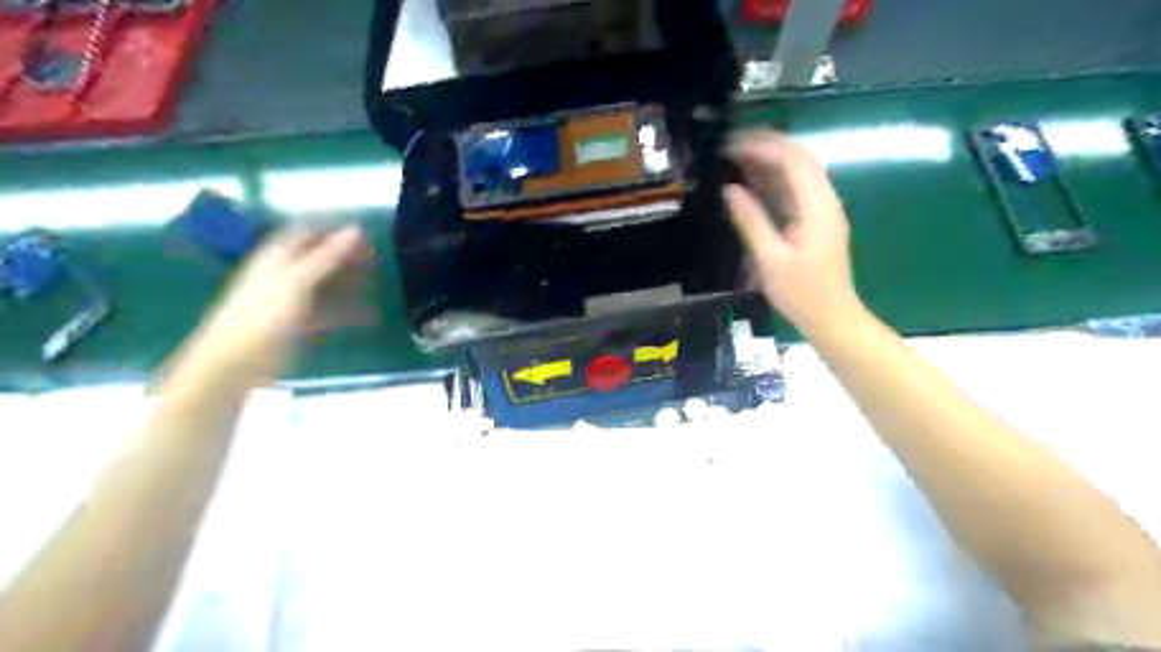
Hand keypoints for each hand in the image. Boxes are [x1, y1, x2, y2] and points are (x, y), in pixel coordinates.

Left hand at [194, 227, 367, 375]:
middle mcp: (285, 273)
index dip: (335, 229)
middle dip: (347, 256)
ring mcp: (292, 299)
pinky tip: (368, 315)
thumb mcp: (297, 281)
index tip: (367, 233)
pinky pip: (329, 311)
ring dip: (350, 282)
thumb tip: (357, 229)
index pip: (308, 231)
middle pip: (319, 257)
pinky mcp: (300, 323)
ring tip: (377, 284)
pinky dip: (348, 310)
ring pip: (327, 284)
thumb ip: (327, 256)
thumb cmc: (263, 316)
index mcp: (278, 256)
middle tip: (377, 259)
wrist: (235, 364)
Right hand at [722, 133, 861, 335]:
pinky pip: (795, 190)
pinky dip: (774, 181)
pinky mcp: (816, 221)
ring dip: (770, 161)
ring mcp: (822, 211)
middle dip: (767, 146)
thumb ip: (751, 221)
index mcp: (817, 208)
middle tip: (730, 145)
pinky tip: (752, 182)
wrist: (832, 318)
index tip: (731, 146)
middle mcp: (825, 201)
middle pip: (800, 159)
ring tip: (736, 157)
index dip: (763, 147)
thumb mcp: (770, 260)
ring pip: (798, 173)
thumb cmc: (801, 294)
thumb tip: (730, 190)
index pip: (793, 161)